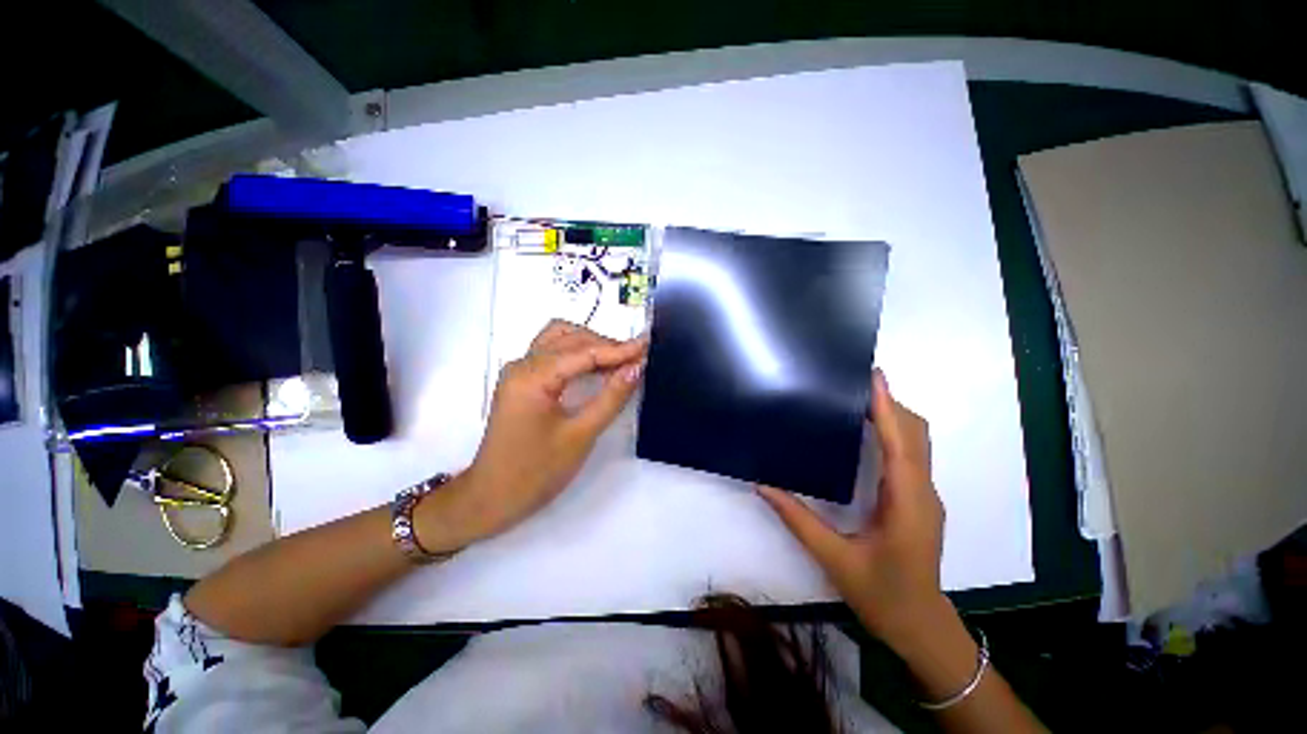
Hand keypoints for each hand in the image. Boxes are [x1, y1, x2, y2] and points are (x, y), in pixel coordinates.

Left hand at [423, 320, 646, 549]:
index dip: (619, 348)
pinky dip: (577, 353)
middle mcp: (522, 364)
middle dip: (607, 345)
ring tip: (619, 360)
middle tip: (637, 358)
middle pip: (571, 339)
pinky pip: (552, 353)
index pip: (584, 351)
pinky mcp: (521, 381)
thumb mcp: (581, 435)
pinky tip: (597, 366)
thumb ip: (611, 397)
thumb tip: (636, 367)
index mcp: (532, 376)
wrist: (492, 499)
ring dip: (591, 345)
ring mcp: (519, 371)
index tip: (648, 345)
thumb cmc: (536, 472)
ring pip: (559, 340)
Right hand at [757, 370, 947, 652]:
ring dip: (894, 416)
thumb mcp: (834, 559)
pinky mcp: (920, 501)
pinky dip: (894, 434)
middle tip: (855, 383)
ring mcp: (925, 496)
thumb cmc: (882, 595)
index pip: (901, 443)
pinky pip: (911, 456)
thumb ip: (798, 519)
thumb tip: (763, 486)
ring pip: (918, 443)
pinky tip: (868, 433)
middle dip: (889, 404)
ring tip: (858, 399)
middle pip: (916, 434)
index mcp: (906, 502)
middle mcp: (922, 492)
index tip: (873, 377)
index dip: (887, 407)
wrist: (920, 626)